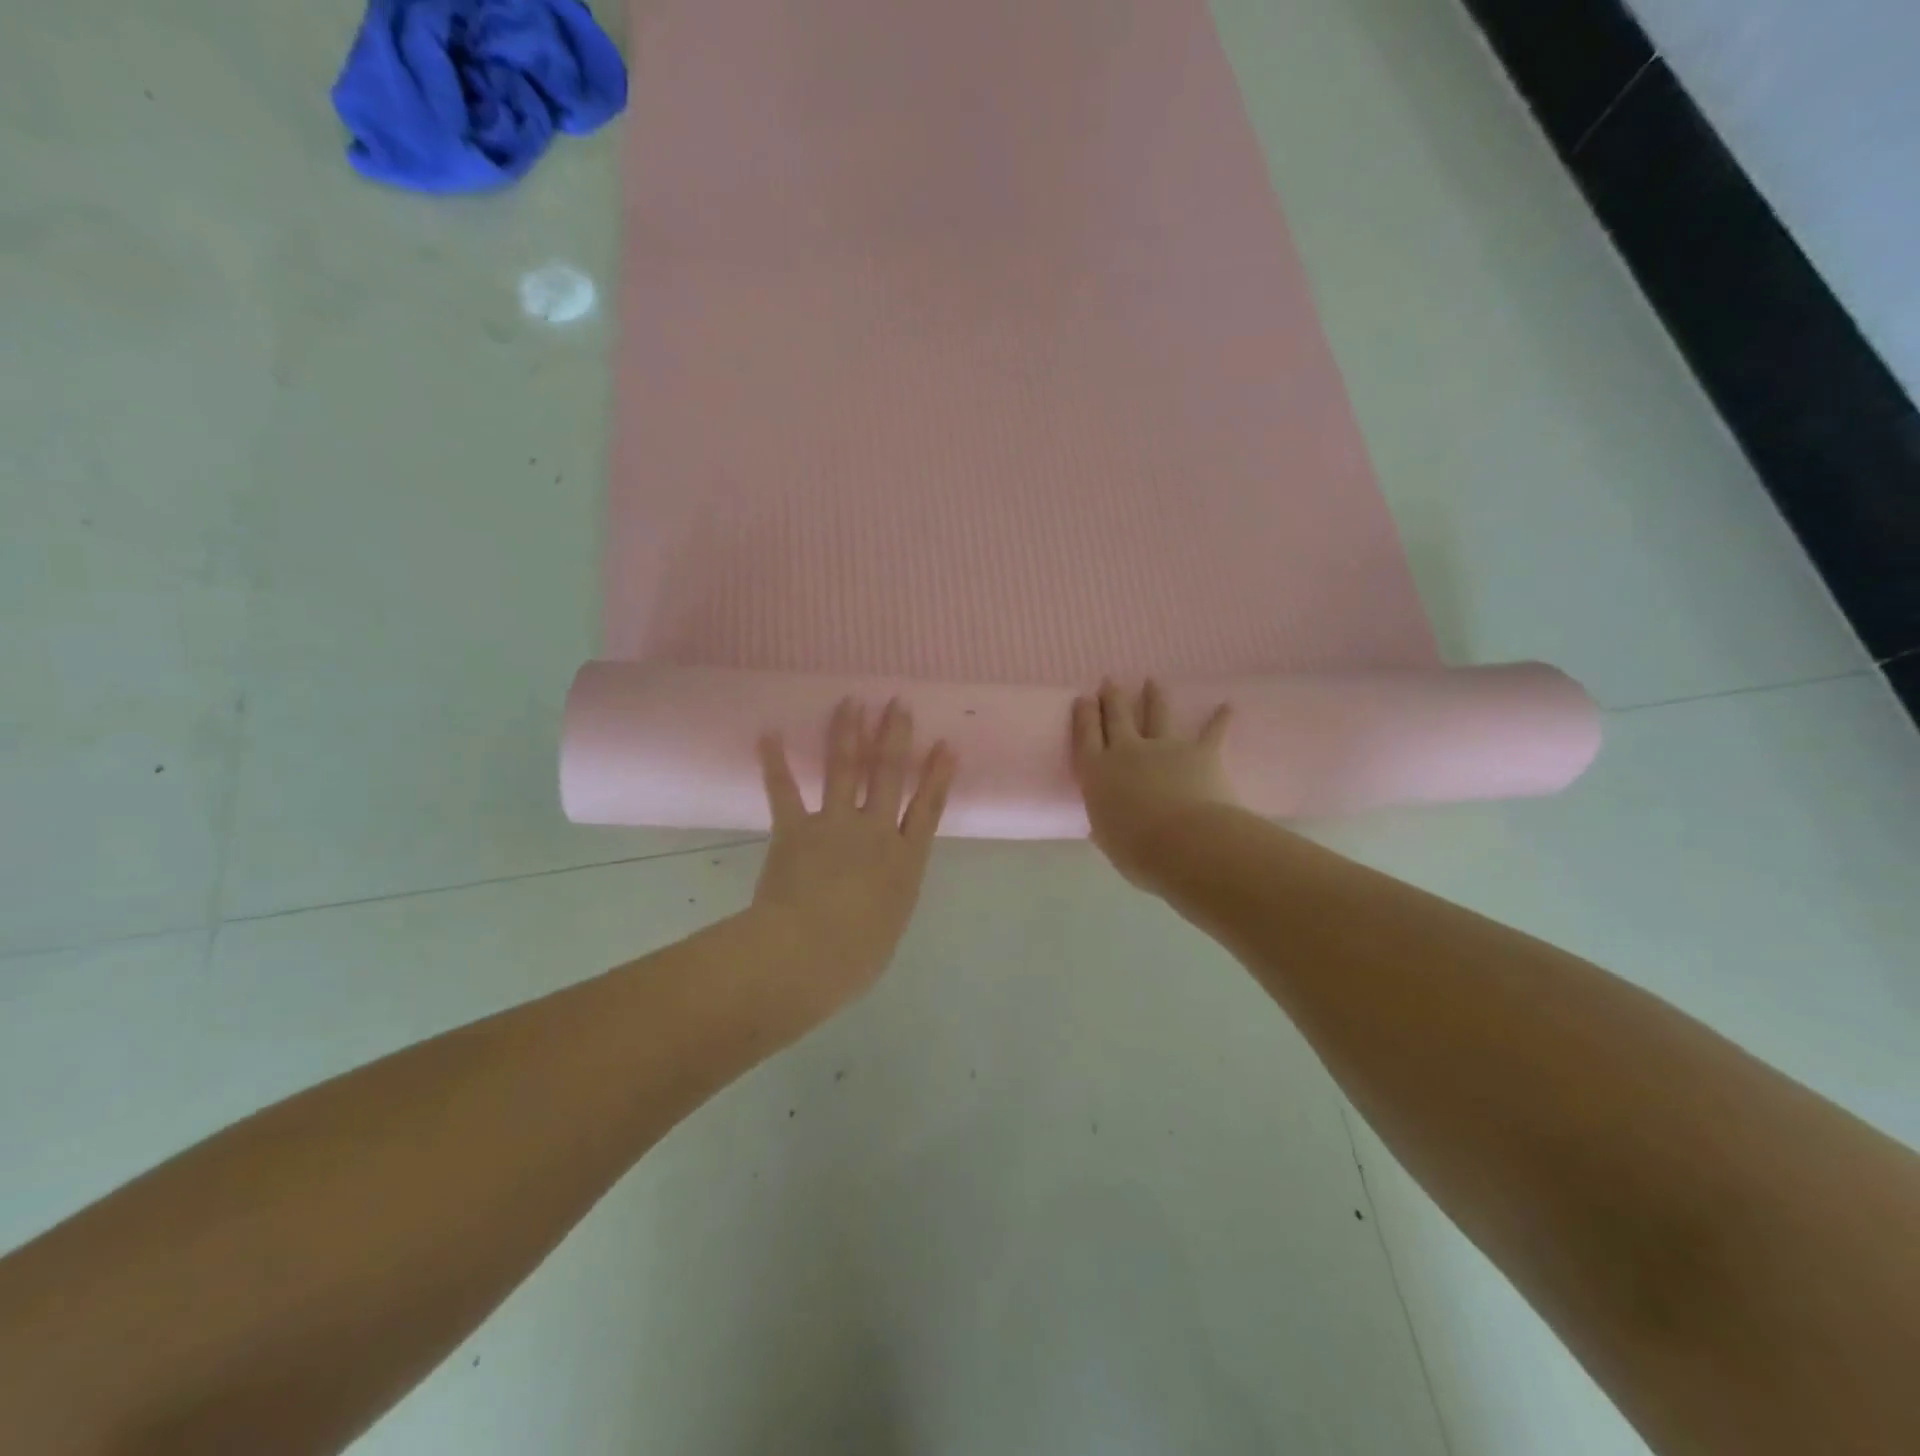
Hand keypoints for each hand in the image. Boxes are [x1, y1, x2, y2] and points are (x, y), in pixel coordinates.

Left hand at [753, 699, 956, 1002]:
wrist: (807, 954)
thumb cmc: (855, 957)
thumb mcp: (889, 925)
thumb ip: (888, 897)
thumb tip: (878, 889)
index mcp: (904, 860)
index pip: (928, 808)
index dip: (937, 775)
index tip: (945, 745)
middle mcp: (875, 832)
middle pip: (889, 775)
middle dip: (895, 737)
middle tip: (897, 703)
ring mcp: (835, 826)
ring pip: (845, 770)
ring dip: (848, 734)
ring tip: (850, 702)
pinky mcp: (795, 830)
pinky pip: (784, 791)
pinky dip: (774, 763)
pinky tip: (767, 733)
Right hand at [1071, 679, 1236, 888]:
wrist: (1185, 844)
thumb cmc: (1137, 851)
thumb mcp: (1109, 842)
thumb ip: (1105, 829)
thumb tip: (1101, 828)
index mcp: (1098, 773)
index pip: (1086, 736)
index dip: (1084, 715)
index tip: (1083, 699)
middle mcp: (1127, 752)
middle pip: (1116, 717)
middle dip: (1111, 698)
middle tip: (1109, 682)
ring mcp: (1164, 748)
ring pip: (1156, 715)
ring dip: (1154, 697)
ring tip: (1152, 682)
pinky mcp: (1199, 752)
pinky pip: (1211, 732)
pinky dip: (1220, 719)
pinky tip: (1227, 706)